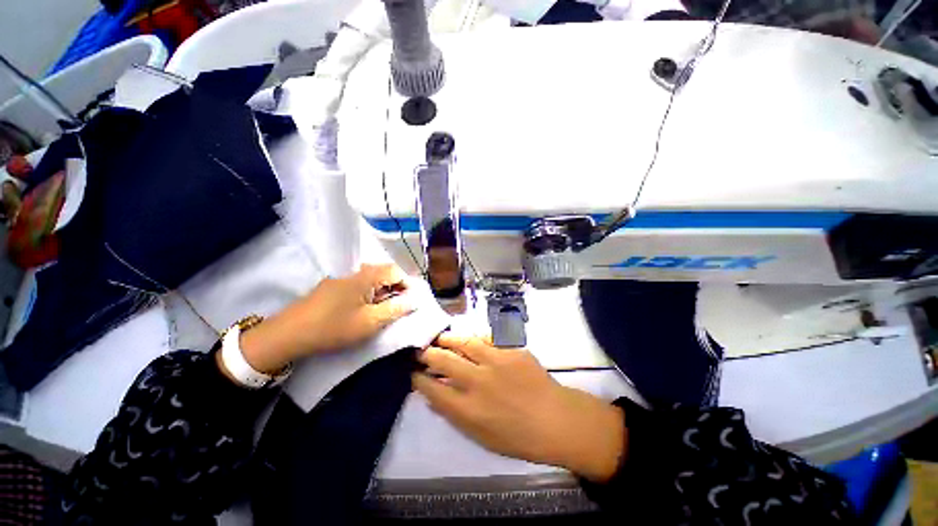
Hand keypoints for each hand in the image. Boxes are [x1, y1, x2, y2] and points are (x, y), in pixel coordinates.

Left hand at [237, 264, 415, 373]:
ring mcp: (341, 279)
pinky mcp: (331, 288)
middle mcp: (354, 273)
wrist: (288, 334)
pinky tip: (362, 310)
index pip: (395, 270)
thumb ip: (396, 309)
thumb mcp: (371, 322)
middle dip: (395, 288)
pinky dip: (368, 294)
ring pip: (370, 279)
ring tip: (382, 311)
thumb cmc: (334, 327)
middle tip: (397, 307)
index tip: (410, 301)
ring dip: (381, 292)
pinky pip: (358, 285)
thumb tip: (414, 299)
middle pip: (383, 273)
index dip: (407, 284)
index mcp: (365, 277)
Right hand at [412, 334, 625, 481]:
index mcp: (468, 409)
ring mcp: (495, 361)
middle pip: (443, 360)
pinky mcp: (510, 349)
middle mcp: (477, 381)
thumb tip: (434, 396)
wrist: (556, 419)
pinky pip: (487, 337)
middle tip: (422, 350)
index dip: (418, 378)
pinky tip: (469, 337)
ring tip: (440, 337)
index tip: (413, 372)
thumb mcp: (480, 436)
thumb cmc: (518, 437)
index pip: (432, 388)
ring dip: (448, 339)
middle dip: (427, 353)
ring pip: (464, 342)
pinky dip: (475, 337)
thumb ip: (455, 415)